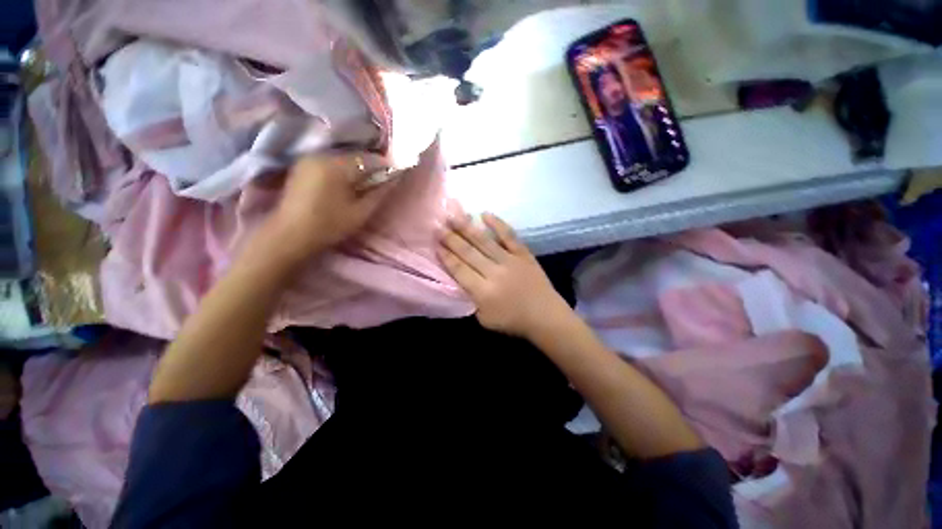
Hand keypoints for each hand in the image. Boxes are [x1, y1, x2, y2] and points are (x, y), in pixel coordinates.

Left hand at [265, 153, 396, 262]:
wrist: (290, 235)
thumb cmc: (329, 226)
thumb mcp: (360, 212)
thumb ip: (379, 193)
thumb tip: (394, 179)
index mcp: (335, 166)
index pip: (367, 158)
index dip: (383, 165)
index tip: (394, 174)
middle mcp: (320, 155)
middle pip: (353, 156)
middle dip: (369, 167)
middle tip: (379, 181)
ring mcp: (308, 159)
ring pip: (341, 158)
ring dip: (355, 168)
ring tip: (363, 184)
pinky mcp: (302, 166)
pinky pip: (329, 162)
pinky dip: (341, 169)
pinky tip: (345, 184)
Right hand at [438, 212, 572, 338]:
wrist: (545, 316)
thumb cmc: (513, 321)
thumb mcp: (484, 319)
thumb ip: (470, 299)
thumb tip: (460, 279)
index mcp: (483, 292)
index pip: (459, 269)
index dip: (446, 255)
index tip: (435, 243)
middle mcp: (494, 273)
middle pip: (468, 252)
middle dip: (451, 239)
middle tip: (438, 226)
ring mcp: (510, 261)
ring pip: (484, 241)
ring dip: (467, 228)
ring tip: (453, 216)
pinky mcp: (523, 254)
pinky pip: (509, 236)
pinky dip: (497, 224)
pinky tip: (485, 214)